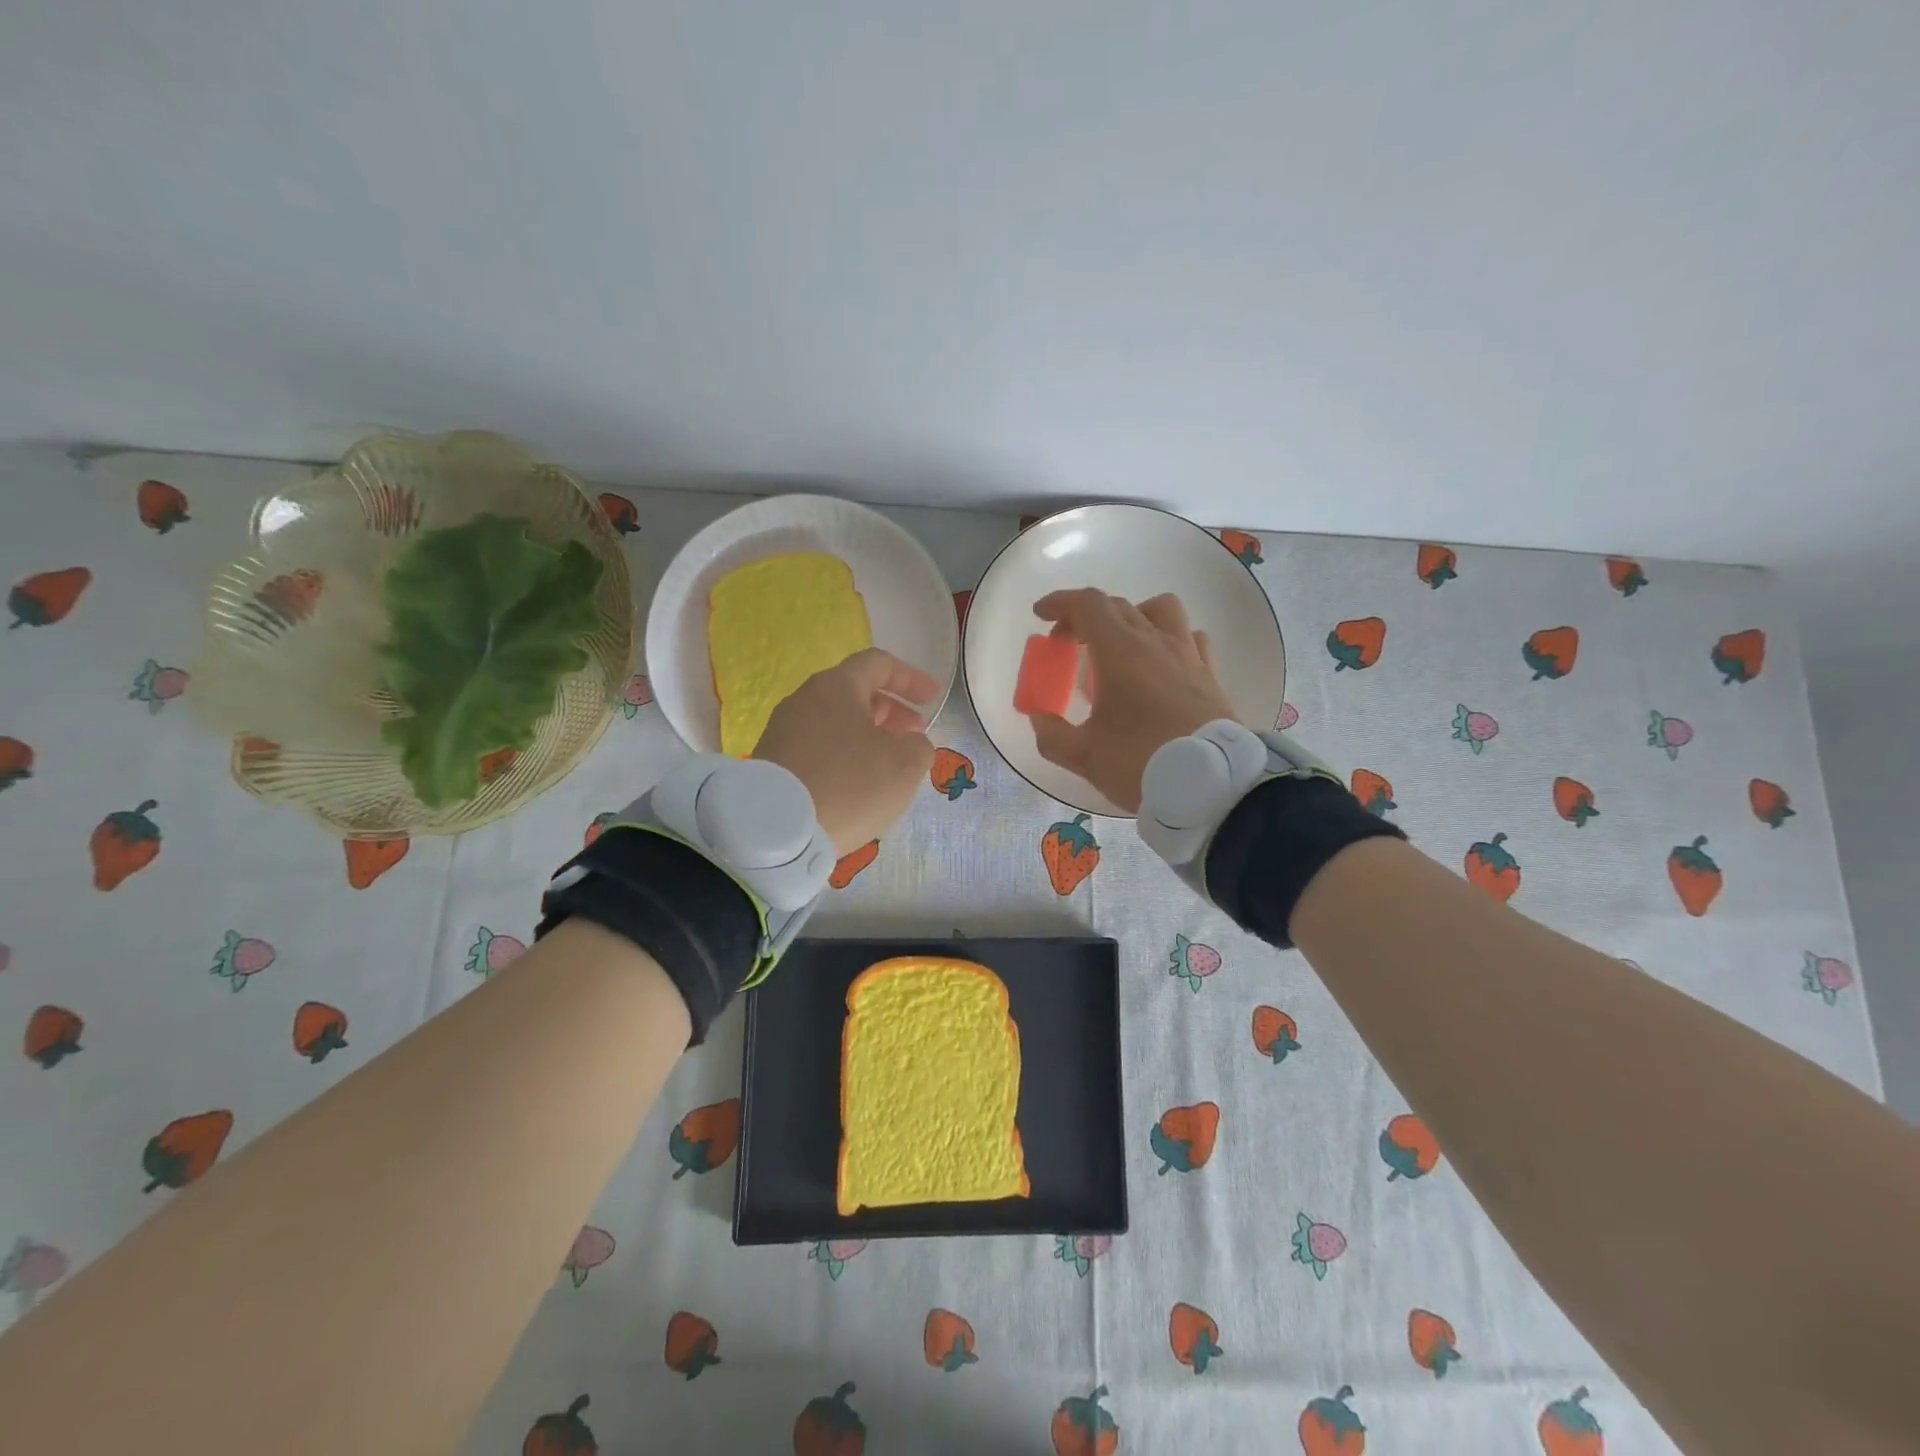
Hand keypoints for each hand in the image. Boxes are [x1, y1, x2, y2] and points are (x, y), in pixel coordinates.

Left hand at [753, 648, 938, 854]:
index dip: (911, 679)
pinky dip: (844, 756)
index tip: (932, 700)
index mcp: (836, 686)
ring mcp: (782, 731)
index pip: (878, 664)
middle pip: (855, 693)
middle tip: (913, 737)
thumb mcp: (905, 765)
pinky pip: (818, 749)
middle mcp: (804, 700)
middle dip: (891, 711)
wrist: (776, 830)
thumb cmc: (849, 785)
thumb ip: (920, 746)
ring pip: (835, 723)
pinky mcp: (772, 762)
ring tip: (888, 765)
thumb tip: (910, 744)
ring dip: (868, 736)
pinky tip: (856, 785)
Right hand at [1025, 589, 1237, 811]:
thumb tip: (1039, 719)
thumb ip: (1052, 735)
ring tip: (1120, 644)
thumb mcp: (1084, 756)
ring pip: (1161, 610)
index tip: (1042, 616)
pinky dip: (1169, 639)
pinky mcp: (1210, 675)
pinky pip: (1190, 638)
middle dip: (1085, 616)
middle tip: (1068, 643)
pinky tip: (1161, 663)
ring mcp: (1188, 655)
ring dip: (1134, 616)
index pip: (1088, 605)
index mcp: (1120, 651)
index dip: (1061, 603)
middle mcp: (1156, 642)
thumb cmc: (1141, 762)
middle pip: (1118, 606)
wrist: (1211, 785)